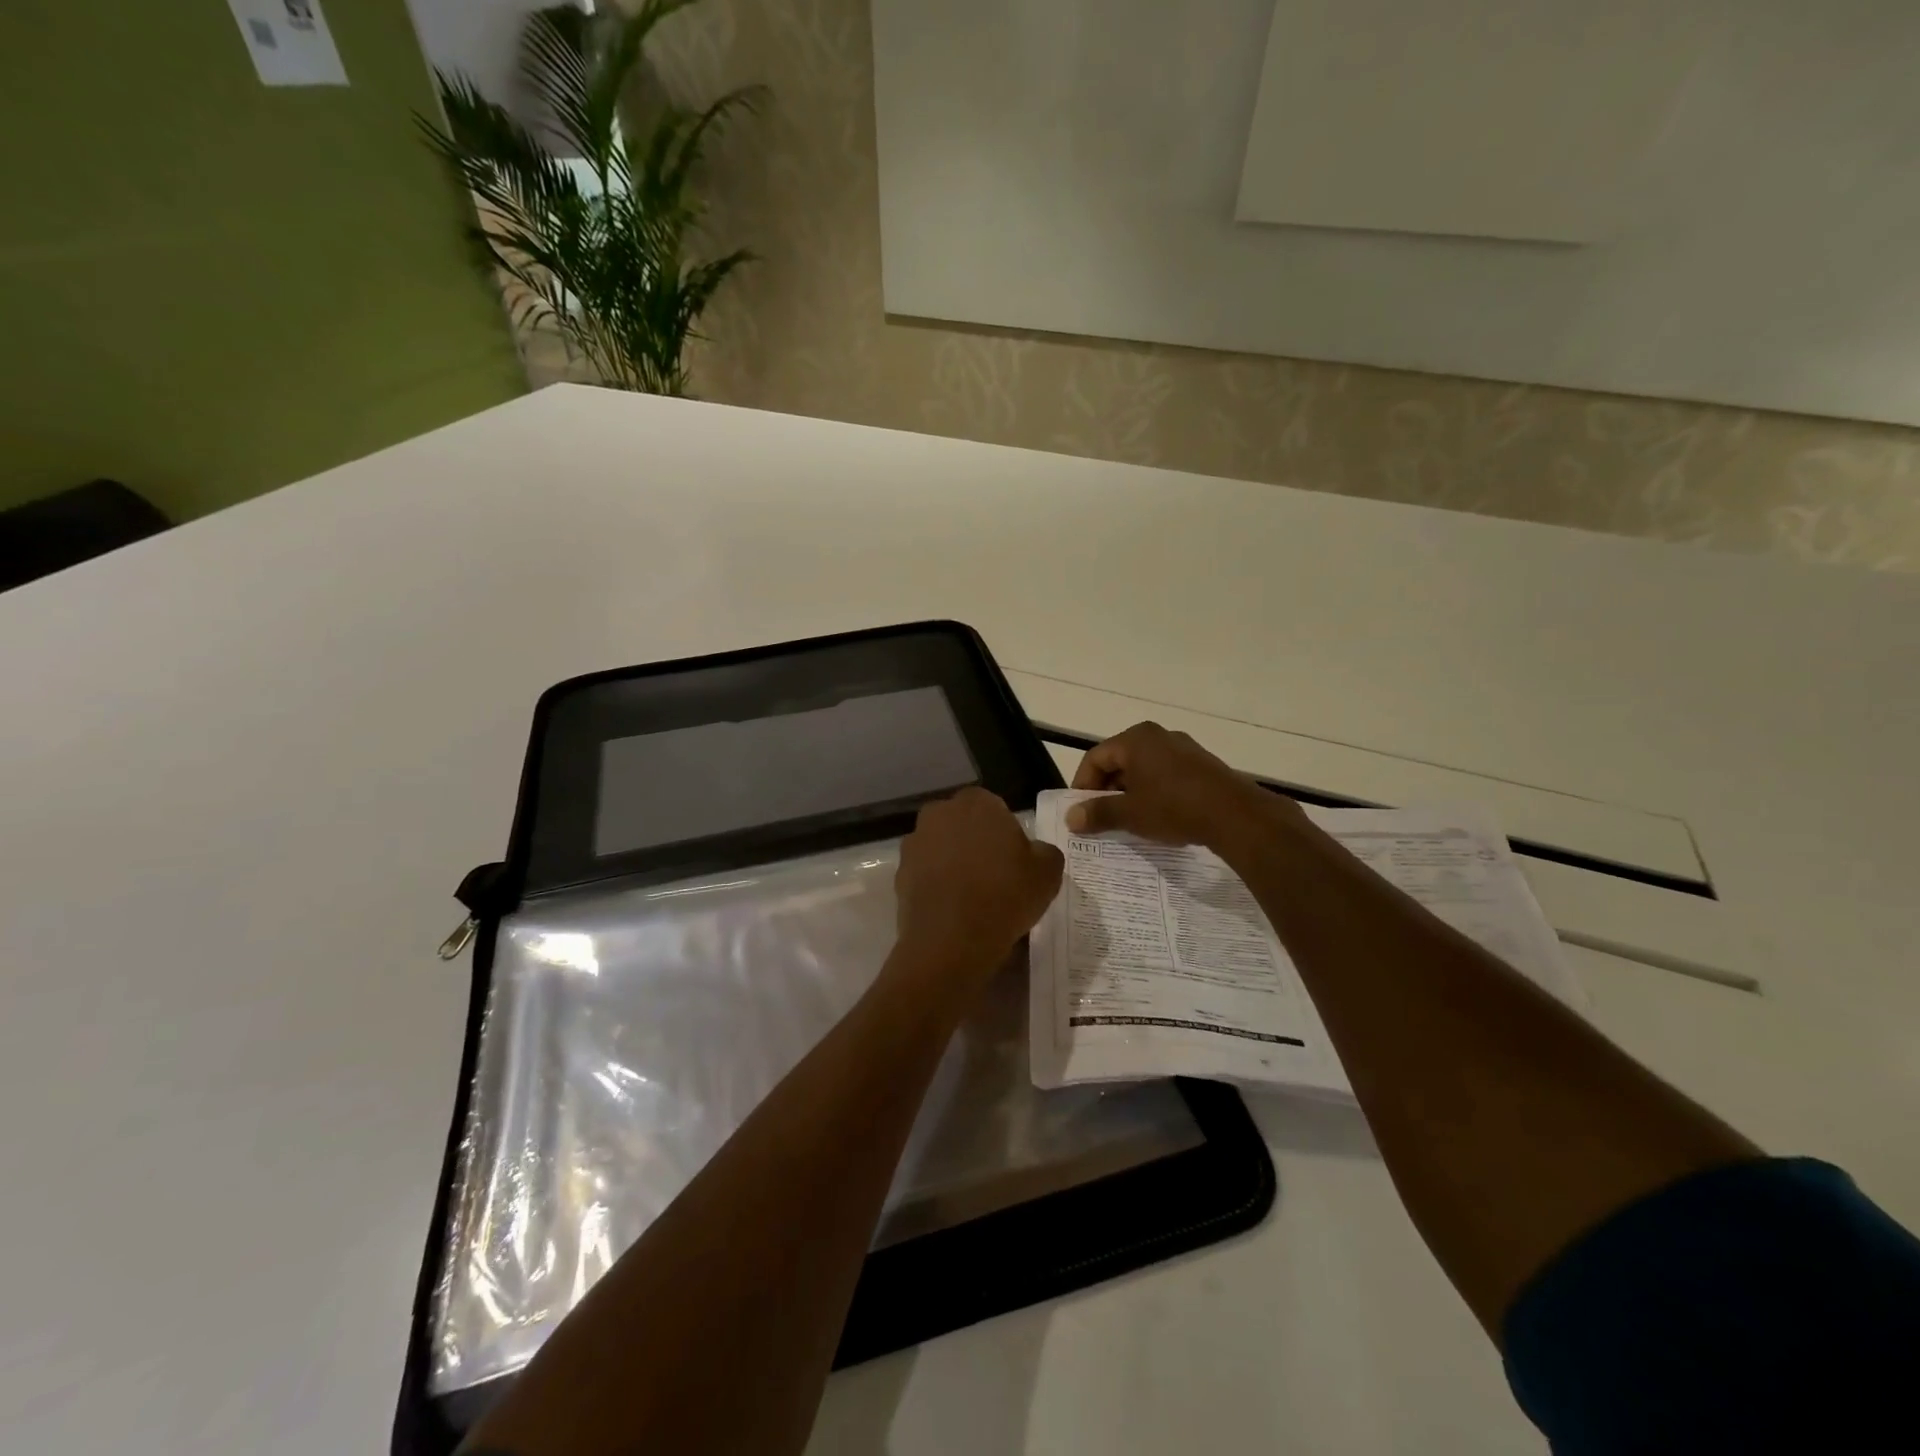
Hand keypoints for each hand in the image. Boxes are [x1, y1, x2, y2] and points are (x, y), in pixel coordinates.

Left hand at [894, 787, 1063, 972]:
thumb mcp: (1048, 872)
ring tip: (972, 897)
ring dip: (954, 863)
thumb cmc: (1005, 895)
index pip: (995, 808)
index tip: (1014, 860)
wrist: (952, 941)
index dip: (1006, 833)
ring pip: (942, 848)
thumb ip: (1044, 851)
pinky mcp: (900, 873)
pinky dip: (937, 885)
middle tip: (995, 876)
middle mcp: (940, 813)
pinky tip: (952, 910)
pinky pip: (925, 874)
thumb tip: (1034, 851)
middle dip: (976, 843)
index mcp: (977, 802)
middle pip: (964, 825)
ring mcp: (915, 843)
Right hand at [1068, 722, 1304, 855]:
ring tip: (1128, 820)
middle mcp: (1158, 736)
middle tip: (1101, 817)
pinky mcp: (1201, 764)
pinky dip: (1153, 792)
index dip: (1082, 785)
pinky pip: (1165, 774)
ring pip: (1143, 769)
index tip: (1080, 812)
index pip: (1095, 758)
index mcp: (1135, 739)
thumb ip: (1097, 813)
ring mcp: (1183, 748)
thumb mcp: (1130, 814)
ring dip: (1130, 792)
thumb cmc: (1174, 807)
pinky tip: (1158, 816)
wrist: (1235, 816)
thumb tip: (1070, 818)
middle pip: (1119, 761)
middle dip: (1106, 789)